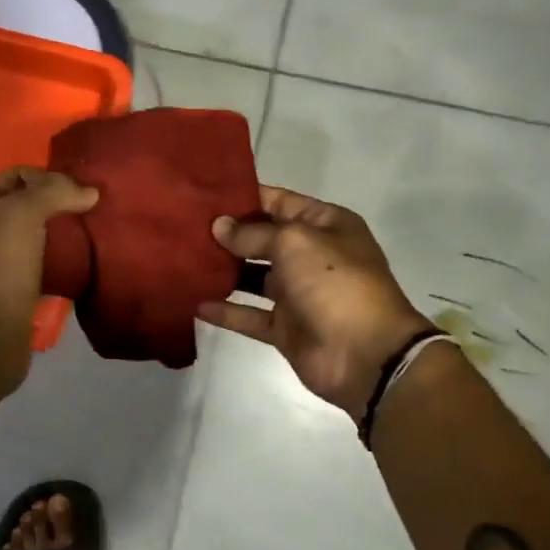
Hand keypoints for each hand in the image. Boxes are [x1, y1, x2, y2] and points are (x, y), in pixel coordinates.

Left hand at [0, 167, 98, 399]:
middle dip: (59, 206)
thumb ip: (53, 192)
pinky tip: (81, 264)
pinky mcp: (8, 290)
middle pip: (26, 204)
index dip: (52, 179)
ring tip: (92, 237)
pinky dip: (59, 261)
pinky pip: (38, 264)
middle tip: (93, 215)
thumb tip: (89, 191)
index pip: (18, 174)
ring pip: (34, 235)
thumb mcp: (19, 216)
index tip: (83, 196)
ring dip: (62, 235)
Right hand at [198, 185, 434, 420]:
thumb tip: (220, 226)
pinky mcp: (284, 328)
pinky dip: (226, 310)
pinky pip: (249, 315)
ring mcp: (298, 294)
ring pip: (253, 277)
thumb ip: (254, 233)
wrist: (365, 354)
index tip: (206, 196)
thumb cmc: (334, 283)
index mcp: (325, 226)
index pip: (280, 202)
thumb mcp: (295, 242)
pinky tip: (195, 302)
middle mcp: (311, 256)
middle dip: (229, 233)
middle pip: (263, 239)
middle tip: (186, 226)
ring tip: (184, 259)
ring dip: (224, 270)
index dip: (246, 197)